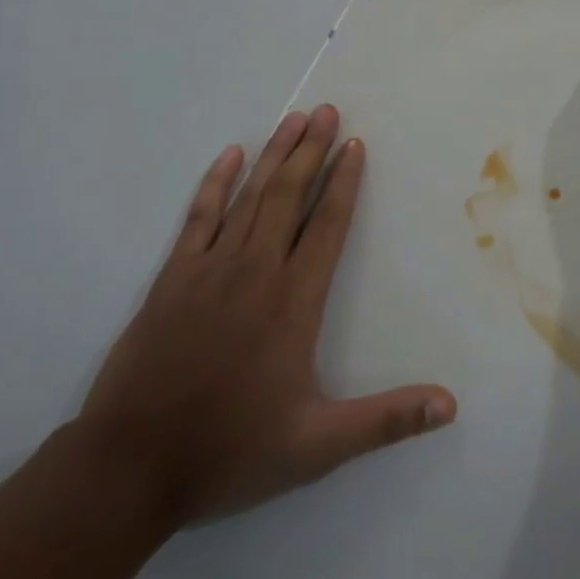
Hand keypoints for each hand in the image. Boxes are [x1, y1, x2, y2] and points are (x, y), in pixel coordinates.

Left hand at [73, 106, 455, 527]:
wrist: (129, 467)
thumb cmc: (230, 451)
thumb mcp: (318, 446)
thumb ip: (387, 420)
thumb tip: (450, 405)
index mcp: (294, 301)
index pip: (327, 225)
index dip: (344, 182)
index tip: (354, 145)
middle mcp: (256, 271)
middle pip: (289, 196)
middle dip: (312, 150)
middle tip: (327, 110)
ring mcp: (210, 269)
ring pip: (250, 197)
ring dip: (275, 155)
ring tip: (295, 119)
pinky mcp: (172, 277)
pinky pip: (199, 217)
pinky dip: (215, 183)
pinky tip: (231, 155)